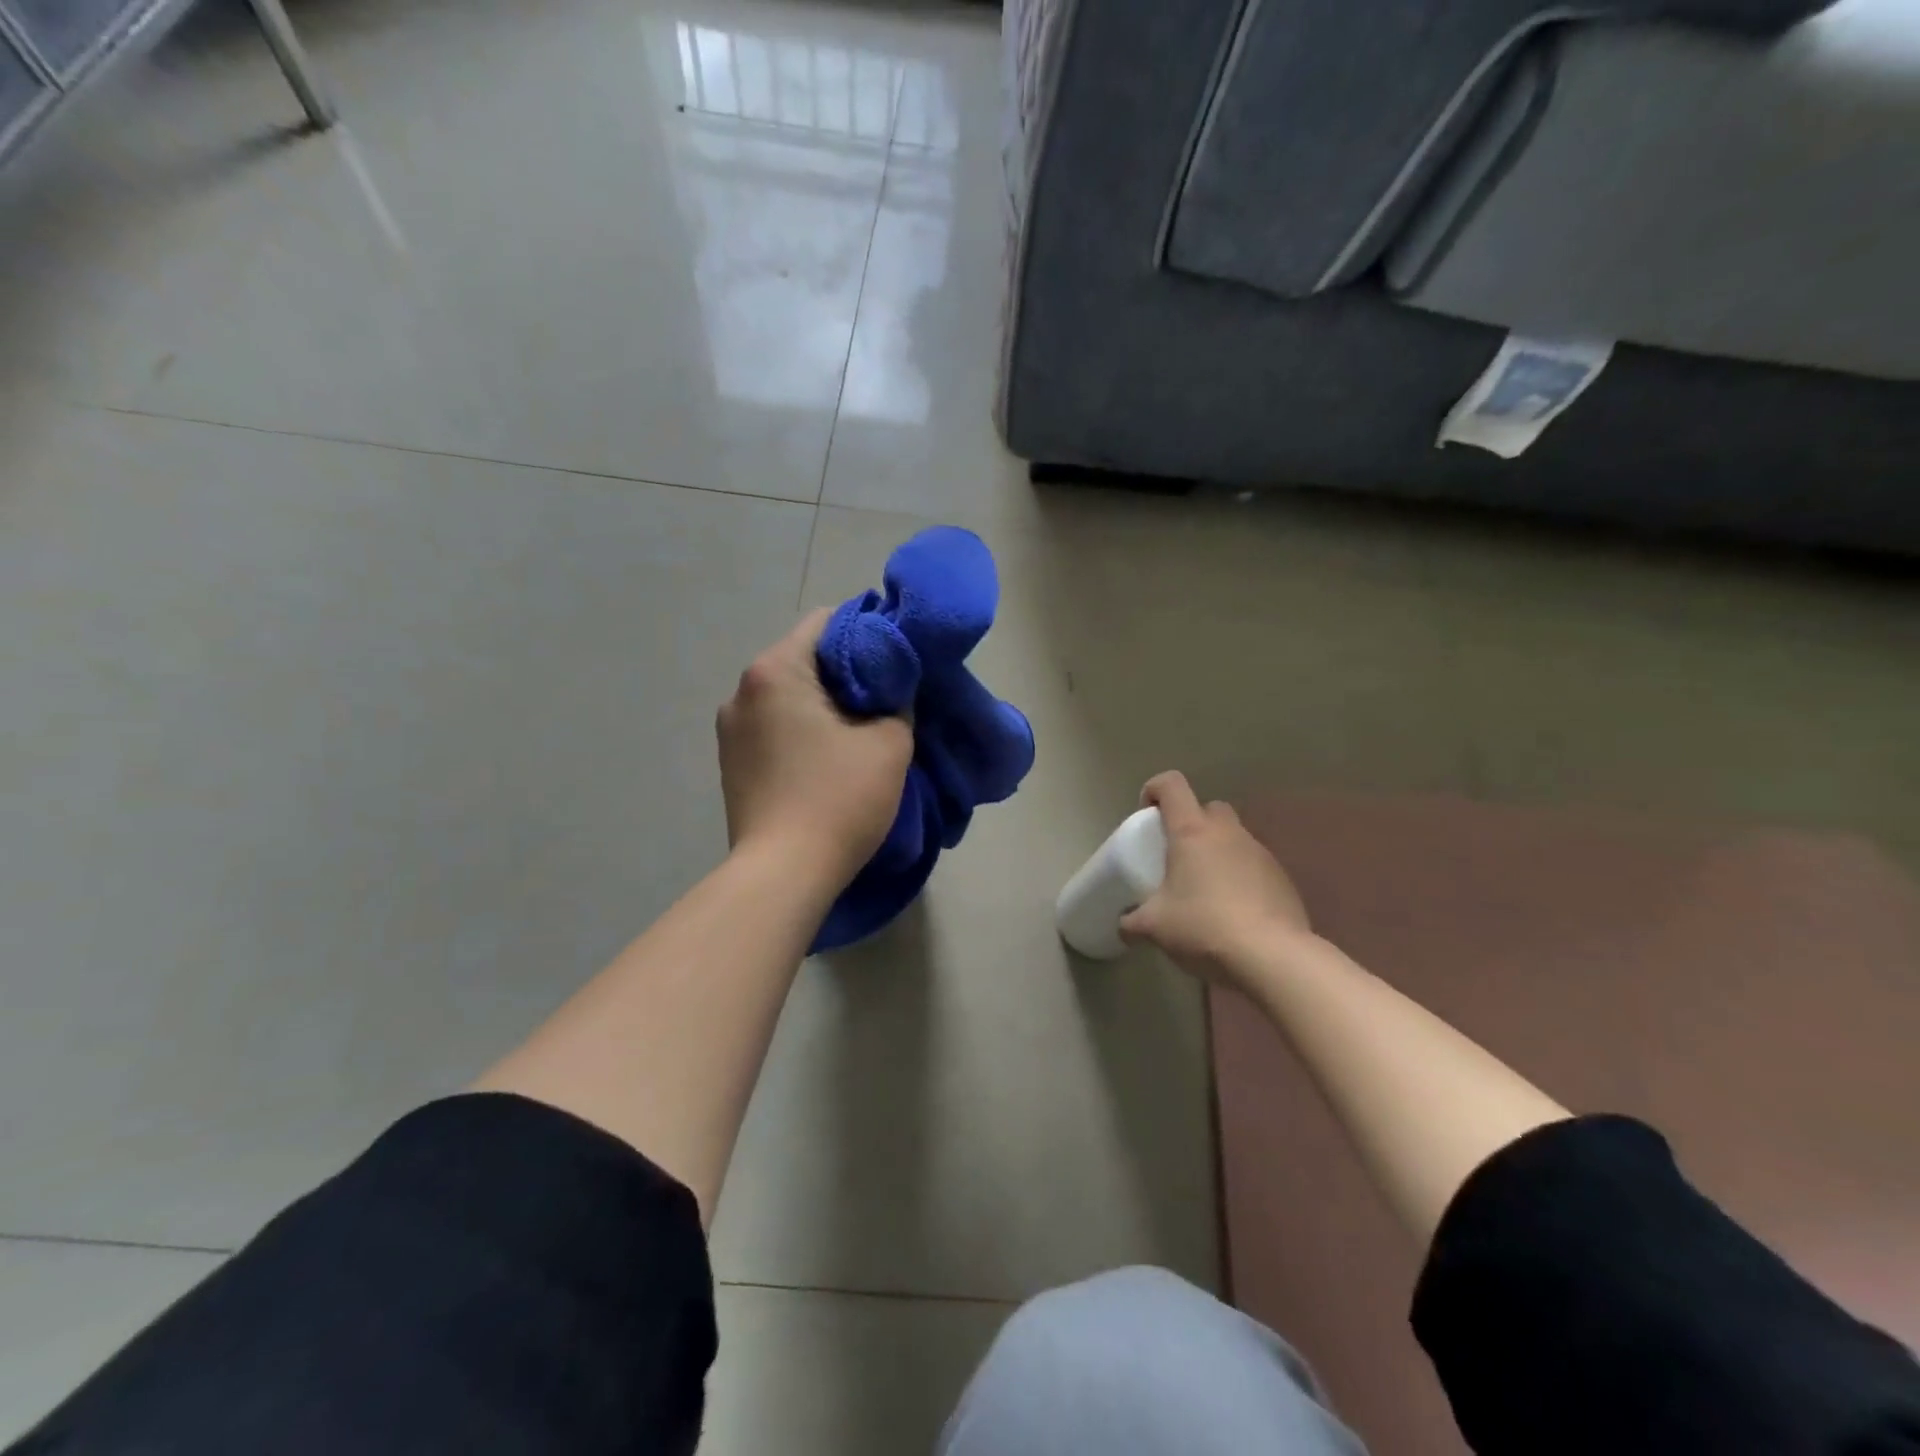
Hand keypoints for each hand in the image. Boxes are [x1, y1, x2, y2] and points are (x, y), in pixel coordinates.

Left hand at [717, 608, 913, 887]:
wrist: (783, 874)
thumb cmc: (839, 799)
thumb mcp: (889, 741)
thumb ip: (897, 698)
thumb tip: (893, 685)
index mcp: (774, 671)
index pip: (827, 621)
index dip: (869, 631)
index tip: (898, 657)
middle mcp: (741, 691)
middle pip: (805, 658)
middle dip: (848, 671)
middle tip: (888, 696)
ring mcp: (730, 729)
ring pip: (789, 694)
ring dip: (824, 703)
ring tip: (859, 729)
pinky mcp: (731, 763)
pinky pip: (774, 726)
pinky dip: (803, 729)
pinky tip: (827, 756)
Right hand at [1119, 771, 1312, 987]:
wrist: (1272, 957)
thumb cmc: (1203, 927)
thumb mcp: (1154, 927)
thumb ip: (1132, 921)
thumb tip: (1124, 925)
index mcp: (1192, 832)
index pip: (1172, 785)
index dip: (1154, 790)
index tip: (1146, 814)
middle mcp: (1228, 833)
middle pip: (1209, 808)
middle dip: (1192, 823)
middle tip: (1178, 855)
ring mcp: (1260, 853)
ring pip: (1234, 837)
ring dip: (1218, 852)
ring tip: (1205, 890)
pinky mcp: (1282, 878)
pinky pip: (1254, 866)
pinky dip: (1240, 877)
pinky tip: (1233, 911)